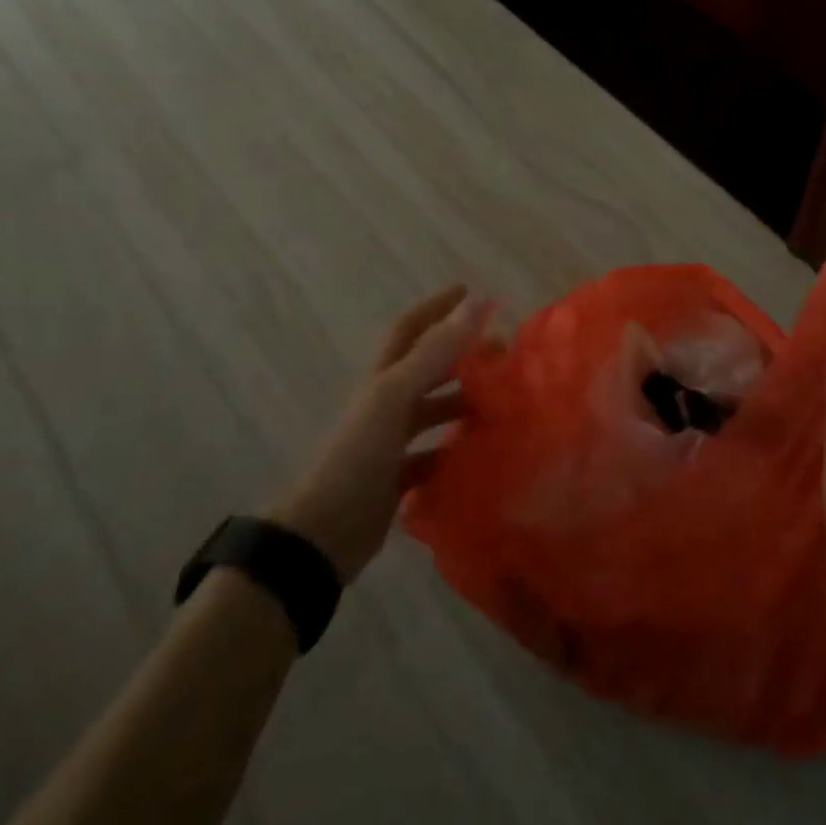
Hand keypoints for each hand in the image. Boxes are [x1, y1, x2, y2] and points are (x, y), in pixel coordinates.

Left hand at [266, 286, 486, 581]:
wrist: (323, 531)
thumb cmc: (359, 454)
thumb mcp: (396, 396)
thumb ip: (436, 351)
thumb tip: (476, 302)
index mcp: (382, 378)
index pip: (410, 329)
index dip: (437, 307)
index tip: (472, 292)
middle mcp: (385, 404)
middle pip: (428, 369)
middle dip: (462, 355)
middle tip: (502, 352)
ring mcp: (390, 442)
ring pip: (434, 412)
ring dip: (464, 403)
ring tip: (502, 403)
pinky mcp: (398, 478)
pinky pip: (435, 456)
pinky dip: (457, 450)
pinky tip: (481, 451)